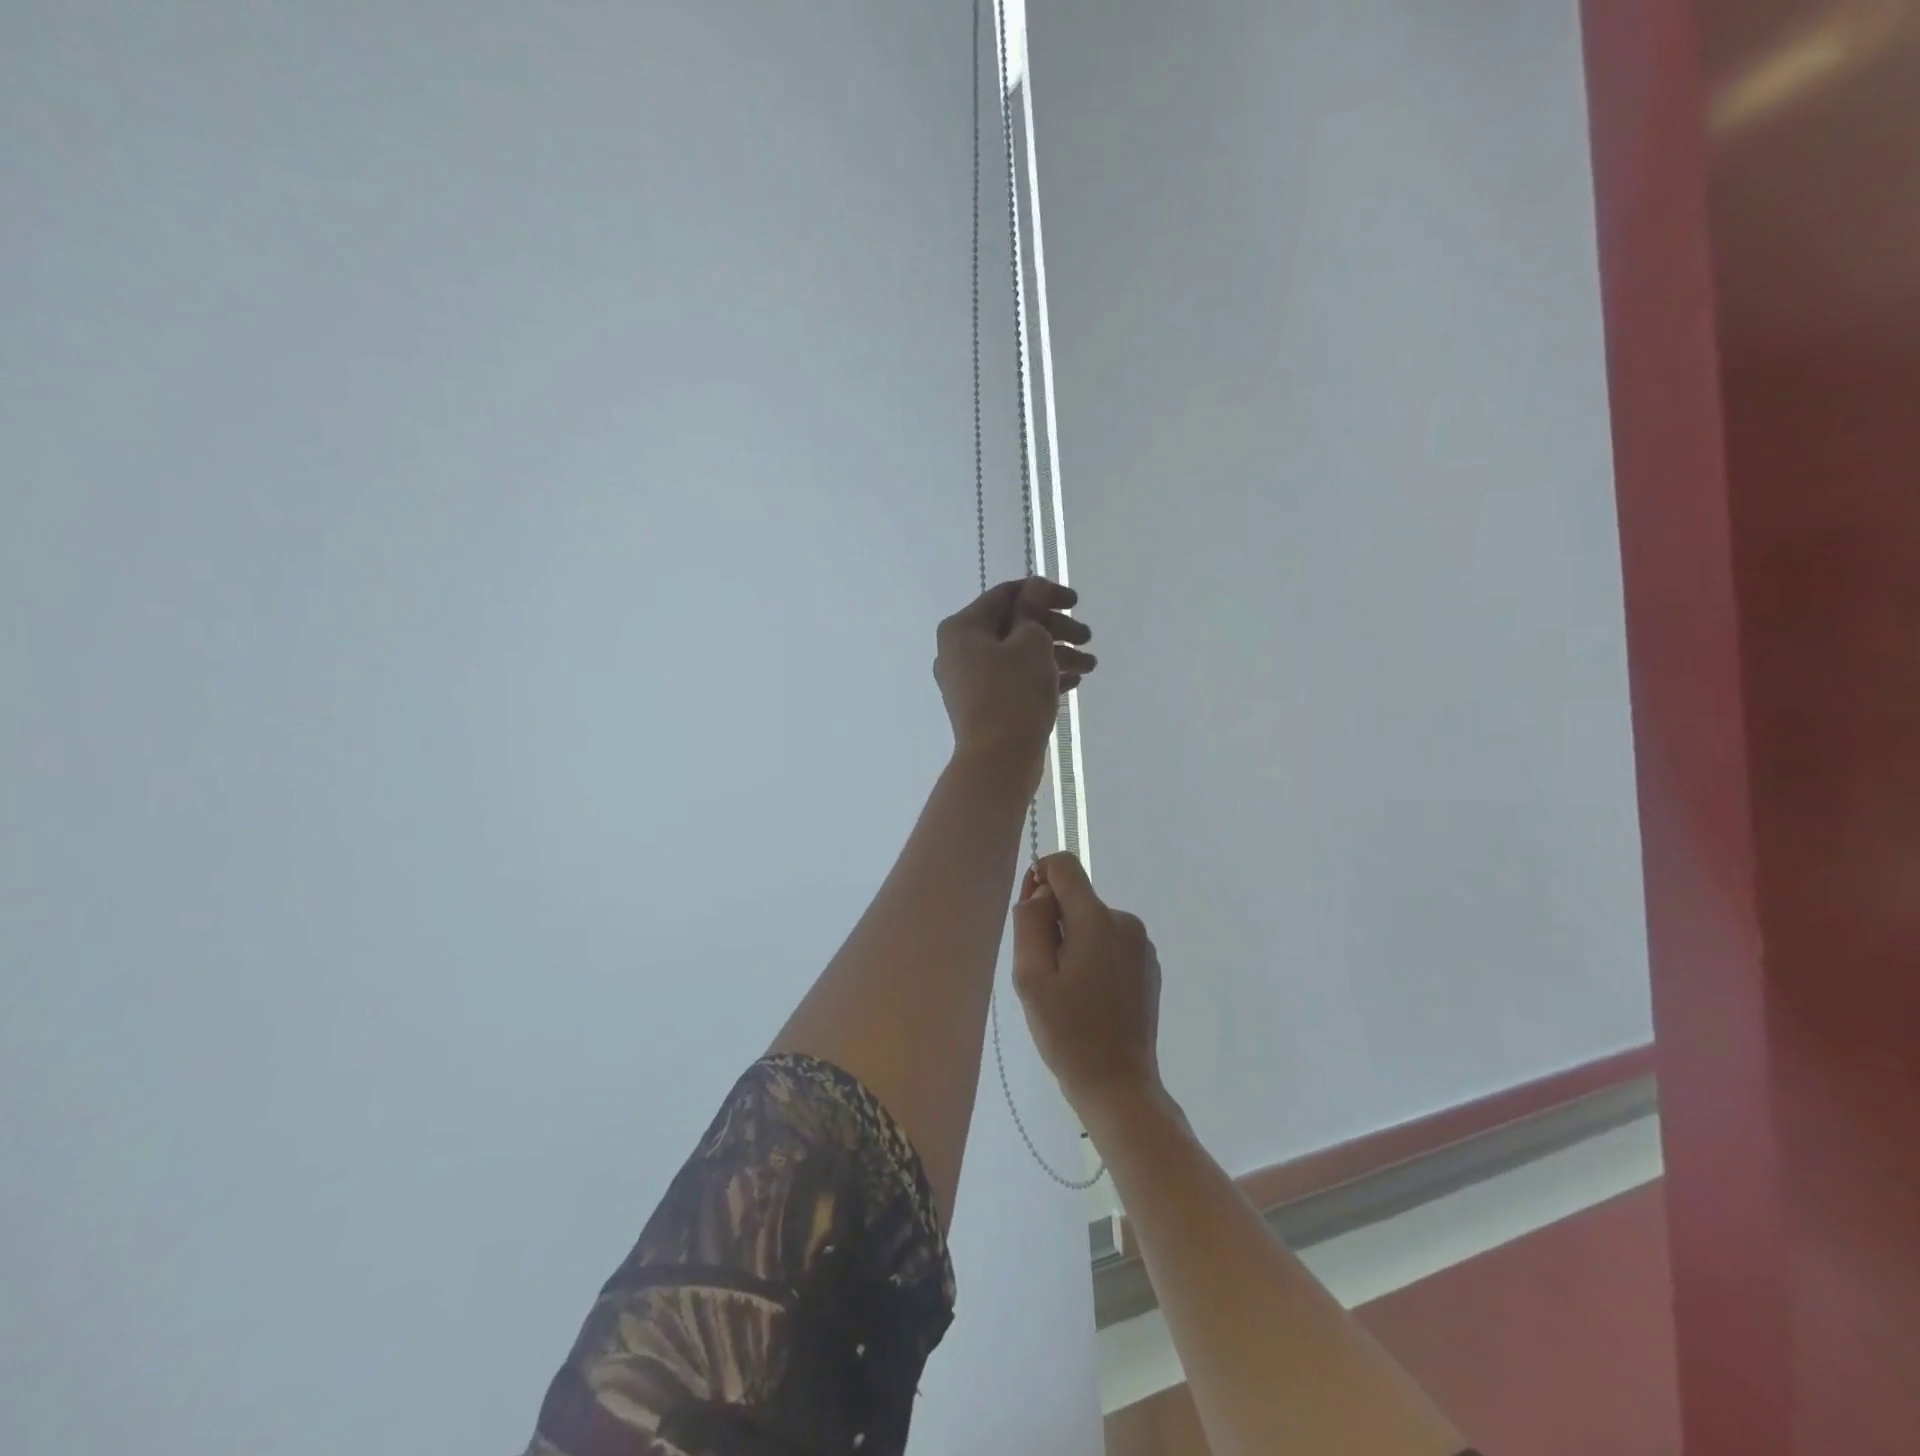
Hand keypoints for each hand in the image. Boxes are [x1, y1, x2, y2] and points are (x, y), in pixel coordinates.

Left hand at [934, 578, 1094, 769]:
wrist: (998, 761)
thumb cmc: (1013, 693)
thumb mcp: (1031, 643)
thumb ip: (1033, 610)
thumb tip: (1034, 588)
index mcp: (962, 628)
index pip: (1006, 595)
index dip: (1044, 592)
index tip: (1076, 601)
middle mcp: (959, 651)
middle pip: (1013, 626)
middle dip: (1055, 628)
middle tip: (1087, 637)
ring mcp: (970, 682)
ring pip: (1017, 656)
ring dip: (1055, 654)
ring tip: (1090, 665)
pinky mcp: (984, 706)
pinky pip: (1014, 681)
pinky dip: (1041, 677)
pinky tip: (1073, 682)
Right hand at [1011, 851, 1161, 1111]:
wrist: (1118, 1085)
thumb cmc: (1067, 1032)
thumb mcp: (1031, 977)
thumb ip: (1030, 922)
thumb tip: (1041, 892)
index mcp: (1096, 919)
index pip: (1065, 865)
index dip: (1039, 879)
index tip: (1030, 917)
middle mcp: (1125, 921)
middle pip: (1077, 897)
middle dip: (1054, 922)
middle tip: (1045, 973)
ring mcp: (1141, 944)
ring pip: (1092, 922)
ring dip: (1074, 942)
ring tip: (1068, 991)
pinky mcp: (1148, 965)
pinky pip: (1110, 942)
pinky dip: (1094, 957)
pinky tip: (1089, 998)